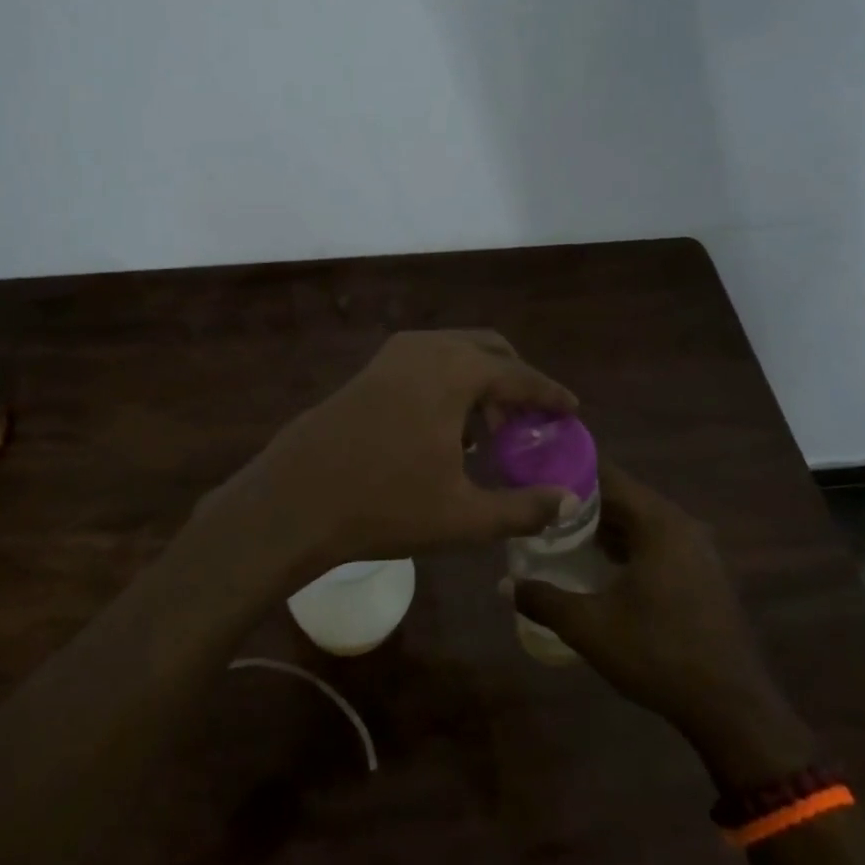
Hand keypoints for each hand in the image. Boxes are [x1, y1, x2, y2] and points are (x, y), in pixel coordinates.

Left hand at [207, 330, 578, 583]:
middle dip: (515, 380)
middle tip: (528, 421)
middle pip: (488, 349)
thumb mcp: (462, 516)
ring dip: (480, 381)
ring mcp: (390, 356)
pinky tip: (445, 430)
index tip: (572, 409)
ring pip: (454, 353)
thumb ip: (522, 508)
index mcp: (455, 371)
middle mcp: (425, 348)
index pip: (519, 375)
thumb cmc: (384, 504)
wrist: (292, 501)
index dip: (550, 394)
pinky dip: (448, 383)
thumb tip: (567, 501)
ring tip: (488, 432)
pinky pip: (425, 363)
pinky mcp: (367, 371)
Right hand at [512, 462, 814, 788]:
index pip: (607, 476)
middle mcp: (682, 525)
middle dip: (581, 503)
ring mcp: (698, 550)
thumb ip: (544, 599)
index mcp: (658, 523)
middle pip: (624, 498)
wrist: (733, 709)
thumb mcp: (590, 627)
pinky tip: (602, 569)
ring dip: (604, 527)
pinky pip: (658, 543)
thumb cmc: (658, 655)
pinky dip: (628, 546)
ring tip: (562, 537)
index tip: (534, 476)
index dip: (569, 472)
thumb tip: (504, 584)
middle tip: (540, 510)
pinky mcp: (704, 575)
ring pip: (641, 523)